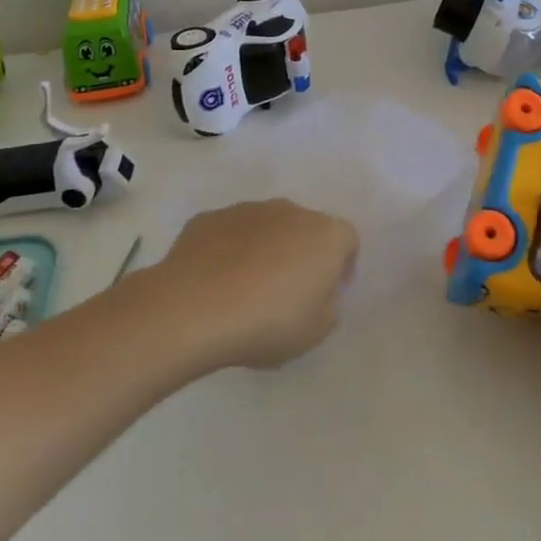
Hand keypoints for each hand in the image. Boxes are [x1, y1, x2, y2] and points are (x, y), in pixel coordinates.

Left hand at [144, 199, 358, 370]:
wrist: (195, 308)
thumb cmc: (268, 322)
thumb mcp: (317, 330)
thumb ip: (328, 304)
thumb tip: (320, 290)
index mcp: (324, 234)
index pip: (346, 240)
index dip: (342, 265)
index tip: (327, 292)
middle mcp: (288, 210)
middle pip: (304, 228)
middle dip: (300, 253)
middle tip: (286, 292)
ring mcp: (245, 210)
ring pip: (265, 227)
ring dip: (263, 249)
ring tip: (245, 289)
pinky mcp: (208, 218)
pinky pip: (229, 234)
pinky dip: (228, 251)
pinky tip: (215, 283)